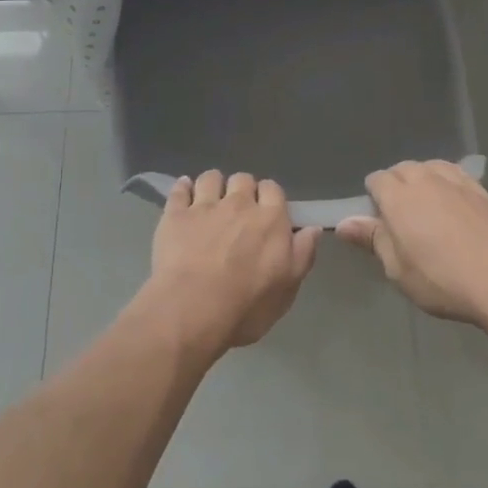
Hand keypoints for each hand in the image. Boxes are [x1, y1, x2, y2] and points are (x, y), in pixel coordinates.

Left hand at [139, 171, 319, 360]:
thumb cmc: (246, 306)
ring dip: (213, 185)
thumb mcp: (287, 289)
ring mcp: (204, 206)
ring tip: (210, 200)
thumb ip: (302, 254)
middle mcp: (238, 203)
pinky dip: (182, 188)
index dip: (269, 197)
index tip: (265, 212)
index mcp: (270, 219)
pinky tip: (183, 193)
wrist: (192, 310)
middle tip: (238, 211)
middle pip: (243, 179)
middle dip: (242, 189)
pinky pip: (179, 189)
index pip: (273, 189)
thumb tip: (312, 229)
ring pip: (211, 178)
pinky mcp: (175, 214)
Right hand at [338, 161, 487, 325]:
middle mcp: (424, 178)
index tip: (380, 221)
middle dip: (398, 185)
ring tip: (429, 207)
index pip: (376, 180)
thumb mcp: (397, 269)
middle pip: (402, 169)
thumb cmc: (441, 279)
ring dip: (423, 180)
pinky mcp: (481, 188)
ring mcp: (455, 179)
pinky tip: (454, 203)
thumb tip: (343, 223)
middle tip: (404, 218)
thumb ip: (372, 239)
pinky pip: (455, 174)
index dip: (374, 197)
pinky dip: (448, 183)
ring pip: (430, 167)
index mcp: (398, 195)